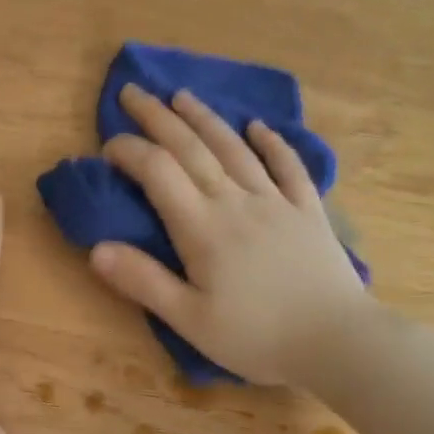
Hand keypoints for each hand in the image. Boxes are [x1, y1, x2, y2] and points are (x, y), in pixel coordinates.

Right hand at [89, 84, 366, 386]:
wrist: (337, 342)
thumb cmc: (257, 337)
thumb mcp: (190, 320)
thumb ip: (143, 281)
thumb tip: (96, 248)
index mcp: (202, 228)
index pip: (157, 172)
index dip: (129, 151)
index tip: (108, 146)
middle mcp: (235, 201)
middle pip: (191, 148)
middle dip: (158, 117)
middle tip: (133, 91)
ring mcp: (275, 201)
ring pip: (234, 148)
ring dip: (205, 118)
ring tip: (182, 95)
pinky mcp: (307, 210)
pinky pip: (288, 166)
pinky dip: (272, 143)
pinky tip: (259, 126)